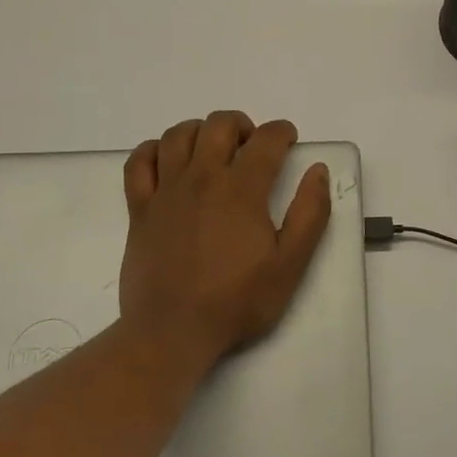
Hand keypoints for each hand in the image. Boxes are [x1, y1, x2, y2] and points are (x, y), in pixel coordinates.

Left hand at [118, 112, 331, 367]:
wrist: (172, 332)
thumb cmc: (237, 301)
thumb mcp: (290, 265)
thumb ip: (310, 214)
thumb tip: (317, 171)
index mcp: (241, 189)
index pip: (266, 140)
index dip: (282, 132)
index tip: (289, 140)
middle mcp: (202, 178)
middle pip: (219, 125)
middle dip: (242, 125)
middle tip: (252, 145)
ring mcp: (166, 191)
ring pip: (178, 135)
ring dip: (200, 130)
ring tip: (212, 148)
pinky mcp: (139, 209)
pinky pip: (139, 162)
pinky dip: (153, 150)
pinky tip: (167, 160)